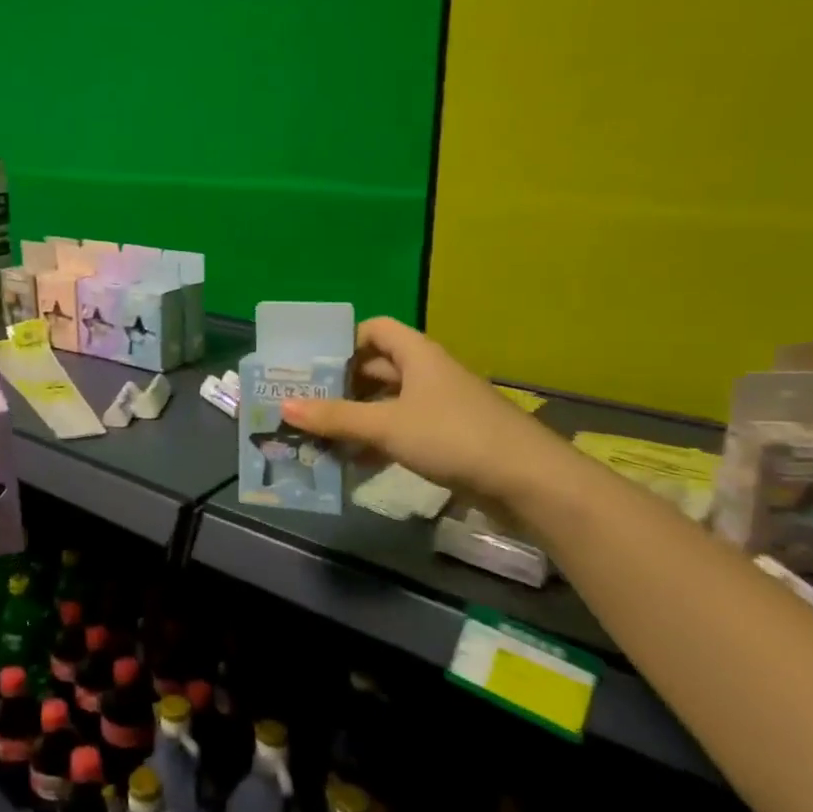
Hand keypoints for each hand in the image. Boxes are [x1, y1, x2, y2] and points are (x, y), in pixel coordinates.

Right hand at [279, 317, 556, 500]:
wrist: (527, 481)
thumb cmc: (453, 436)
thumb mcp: (386, 425)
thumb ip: (336, 417)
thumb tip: (285, 405)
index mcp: (417, 355)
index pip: (374, 330)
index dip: (343, 342)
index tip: (313, 368)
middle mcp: (427, 373)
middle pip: (376, 369)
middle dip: (341, 387)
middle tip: (305, 405)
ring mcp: (440, 407)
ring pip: (387, 403)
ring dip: (356, 419)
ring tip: (320, 438)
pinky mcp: (447, 438)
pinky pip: (402, 430)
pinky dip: (377, 442)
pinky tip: (354, 464)